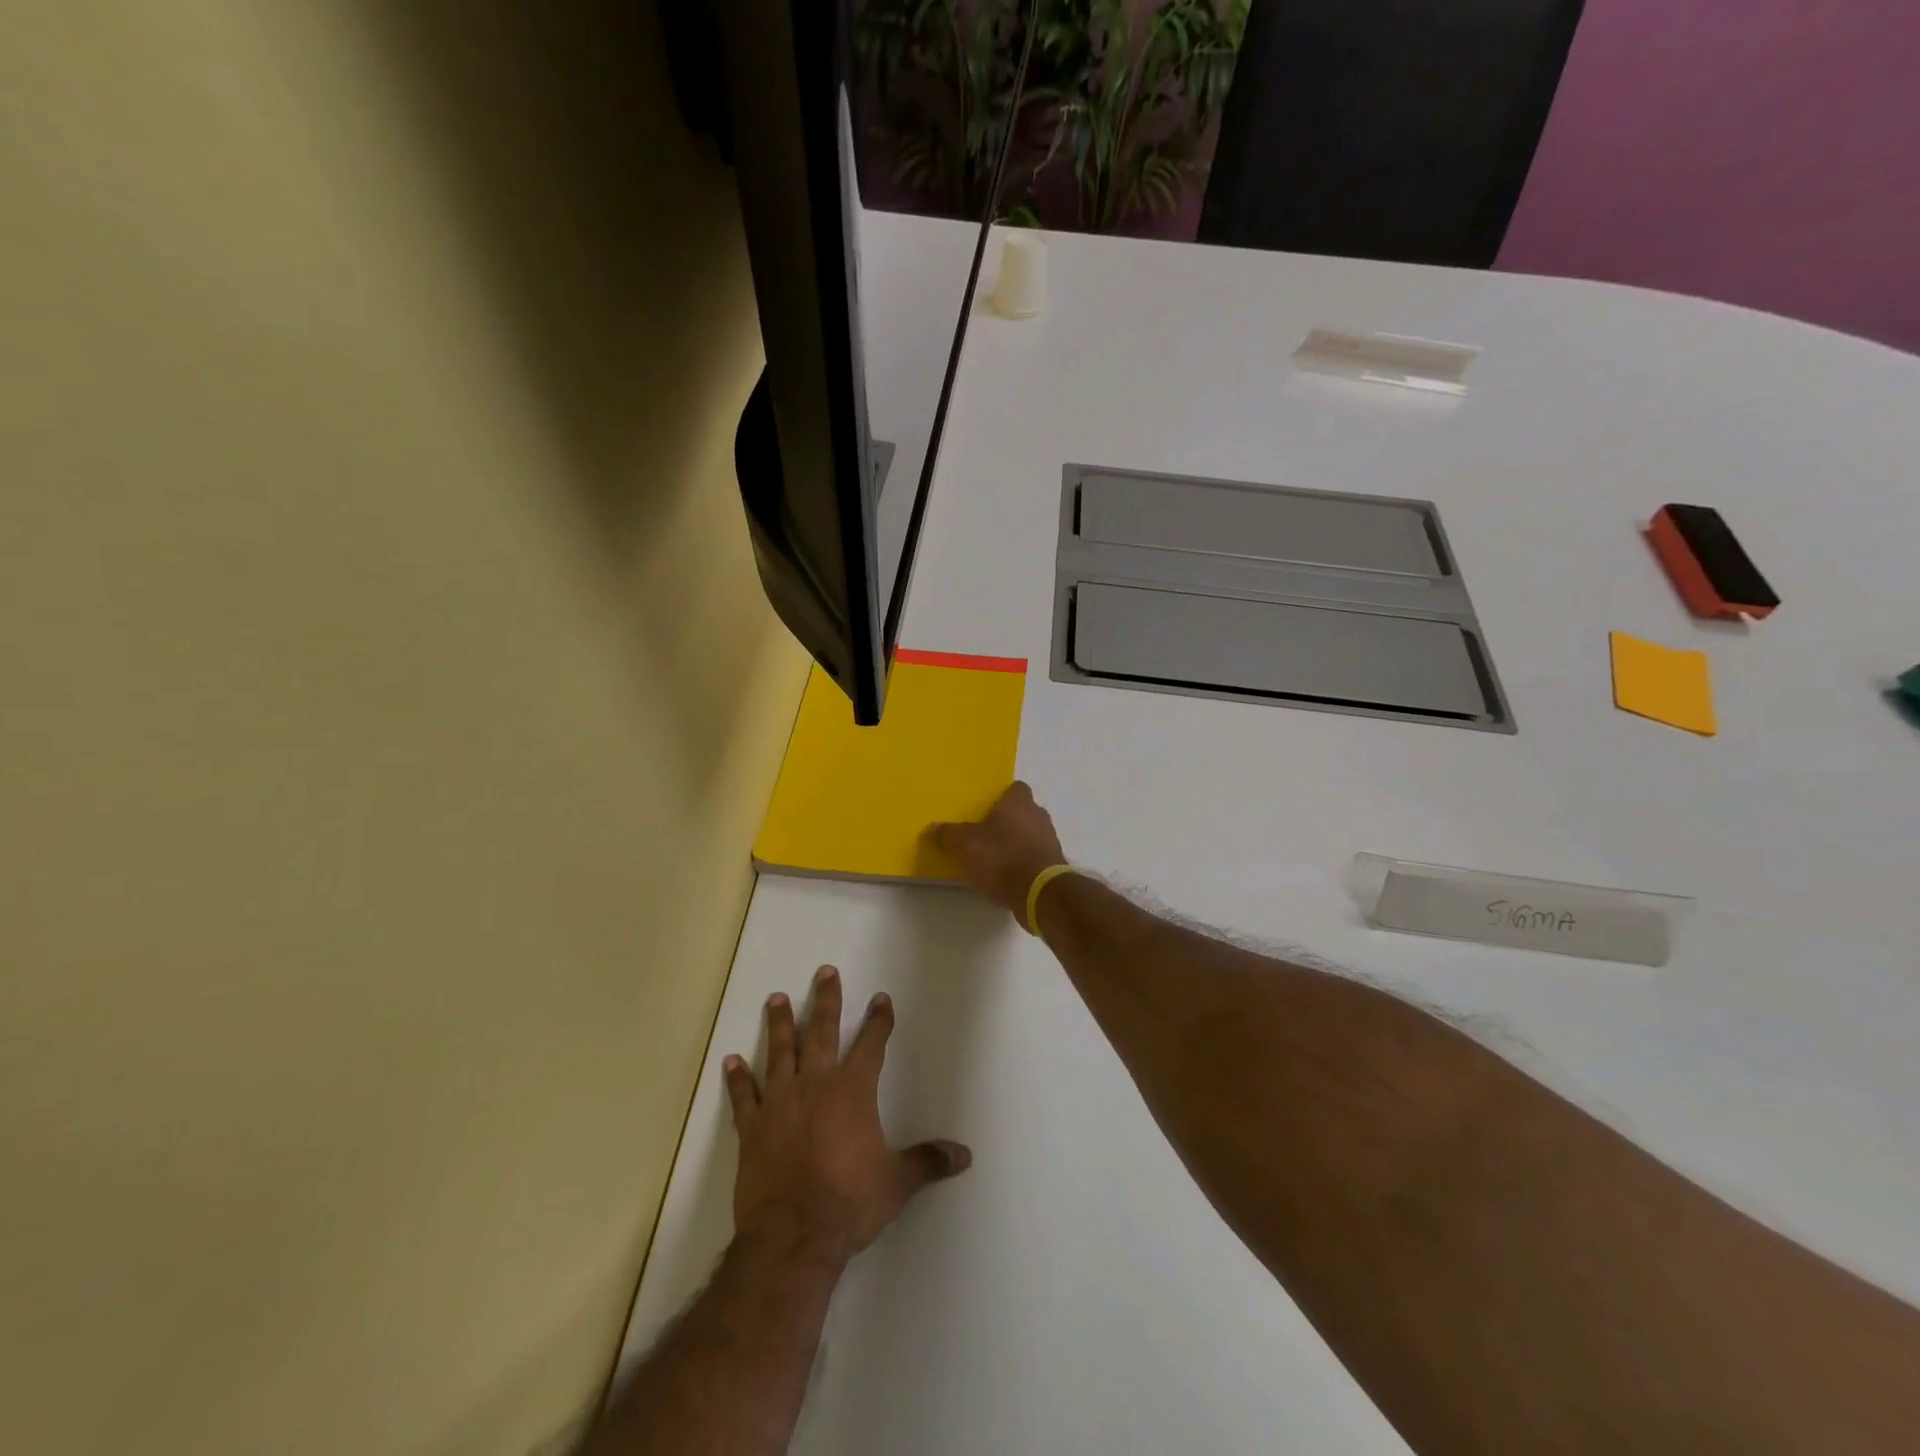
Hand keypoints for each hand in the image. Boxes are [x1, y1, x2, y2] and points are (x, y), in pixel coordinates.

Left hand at [723, 966, 971, 1266]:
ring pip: (780, 1052)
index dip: (878, 1020)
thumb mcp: (897, 1183)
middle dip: (826, 1000)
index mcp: (853, 1091)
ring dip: (779, 1024)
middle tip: (825, 972)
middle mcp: (816, 1085)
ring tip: (776, 998)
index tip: (881, 998)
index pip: (871, 1045)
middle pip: (822, 1032)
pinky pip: (744, 1097)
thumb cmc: (849, 1203)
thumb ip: (927, 1162)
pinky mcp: (752, 1128)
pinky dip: (738, 1079)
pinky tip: (731, 1060)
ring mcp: (780, 1103)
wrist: (793, 1235)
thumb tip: (964, 1155)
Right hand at [926, 781, 1066, 919]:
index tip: (987, 807)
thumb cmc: (1001, 857)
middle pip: (1023, 812)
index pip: (1016, 788)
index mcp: (1019, 803)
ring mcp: (1050, 840)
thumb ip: (948, 835)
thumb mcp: (964, 845)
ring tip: (995, 857)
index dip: (1003, 796)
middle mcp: (1039, 816)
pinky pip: (1035, 857)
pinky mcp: (1054, 865)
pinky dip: (1023, 863)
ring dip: (1016, 843)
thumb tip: (931, 828)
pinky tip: (1007, 876)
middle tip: (986, 833)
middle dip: (1007, 821)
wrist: (1038, 892)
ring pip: (1031, 834)